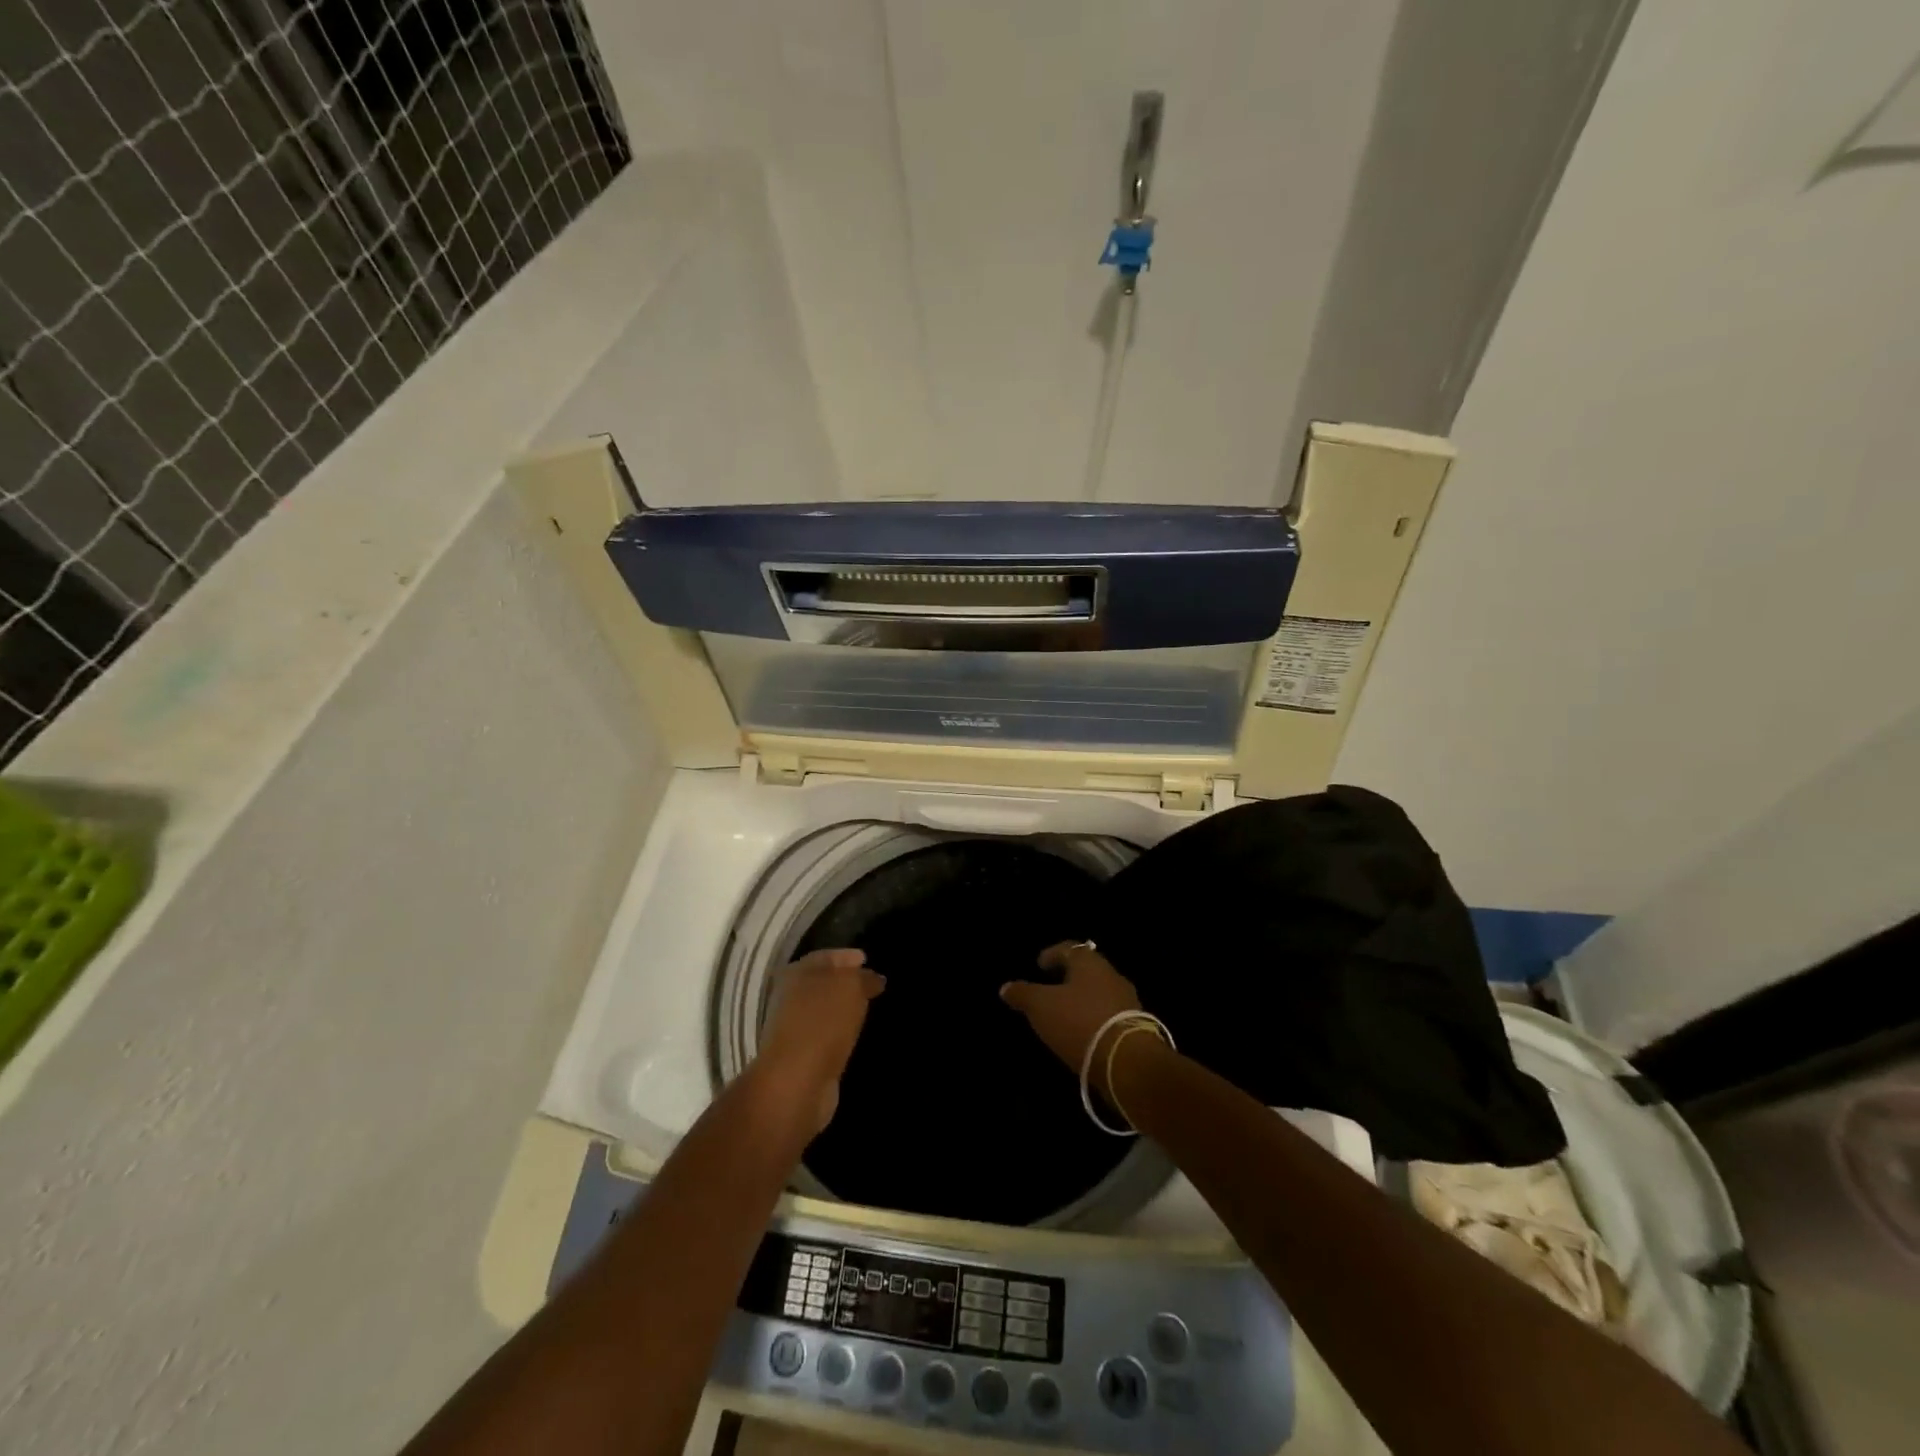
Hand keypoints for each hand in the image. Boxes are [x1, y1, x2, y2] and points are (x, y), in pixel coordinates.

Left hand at [754, 948, 885, 1135]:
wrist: (796, 1081)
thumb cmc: (821, 1023)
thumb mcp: (850, 987)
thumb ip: (862, 978)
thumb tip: (873, 978)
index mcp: (796, 973)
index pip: (825, 956)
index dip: (846, 956)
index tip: (867, 959)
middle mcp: (790, 997)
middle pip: (822, 982)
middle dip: (845, 982)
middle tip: (872, 984)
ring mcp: (794, 1028)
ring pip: (824, 1010)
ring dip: (843, 1008)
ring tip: (868, 1007)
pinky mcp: (802, 1056)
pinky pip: (826, 1034)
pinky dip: (840, 1031)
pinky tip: (856, 1033)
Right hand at [999, 941, 1143, 1095]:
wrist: (1127, 1061)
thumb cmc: (1079, 1022)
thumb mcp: (1041, 1007)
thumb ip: (1023, 994)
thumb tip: (1005, 987)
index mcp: (1089, 963)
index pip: (1069, 948)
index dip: (1052, 954)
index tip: (1039, 965)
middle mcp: (1111, 975)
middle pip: (1086, 969)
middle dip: (1068, 977)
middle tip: (1050, 987)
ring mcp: (1127, 1000)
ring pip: (1099, 992)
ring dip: (1083, 999)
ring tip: (1065, 1012)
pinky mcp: (1136, 1026)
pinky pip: (1109, 1014)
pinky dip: (1094, 1017)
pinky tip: (1084, 1031)